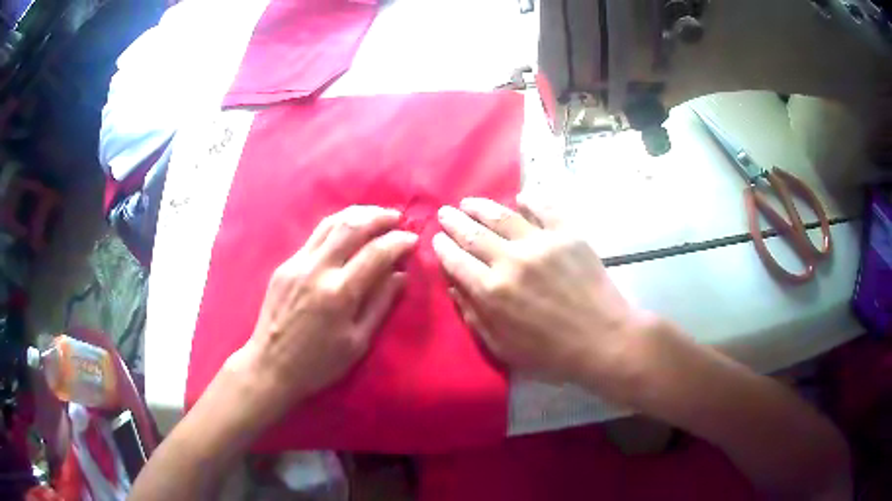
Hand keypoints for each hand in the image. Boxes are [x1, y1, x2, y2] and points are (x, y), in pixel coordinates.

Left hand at [234, 206, 417, 416]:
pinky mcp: (285, 265)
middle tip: (397, 218)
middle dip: (379, 217)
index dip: (398, 242)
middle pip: (352, 226)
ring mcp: (297, 263)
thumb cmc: (319, 363)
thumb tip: (401, 275)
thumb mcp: (358, 342)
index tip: (412, 240)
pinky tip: (347, 232)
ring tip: (375, 216)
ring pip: (330, 223)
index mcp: (339, 293)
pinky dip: (337, 227)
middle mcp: (317, 269)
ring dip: (357, 214)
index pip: (376, 252)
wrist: (271, 366)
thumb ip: (380, 304)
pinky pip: (315, 236)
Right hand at [432, 196, 655, 400]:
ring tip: (469, 202)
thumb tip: (454, 286)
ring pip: (502, 215)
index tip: (437, 238)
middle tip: (445, 213)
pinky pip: (544, 208)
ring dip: (481, 206)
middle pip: (473, 233)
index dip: (443, 247)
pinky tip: (520, 198)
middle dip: (454, 221)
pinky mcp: (568, 235)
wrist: (604, 340)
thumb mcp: (503, 348)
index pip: (457, 261)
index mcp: (491, 292)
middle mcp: (511, 261)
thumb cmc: (551, 353)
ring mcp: (541, 243)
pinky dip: (530, 199)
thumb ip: (474, 316)